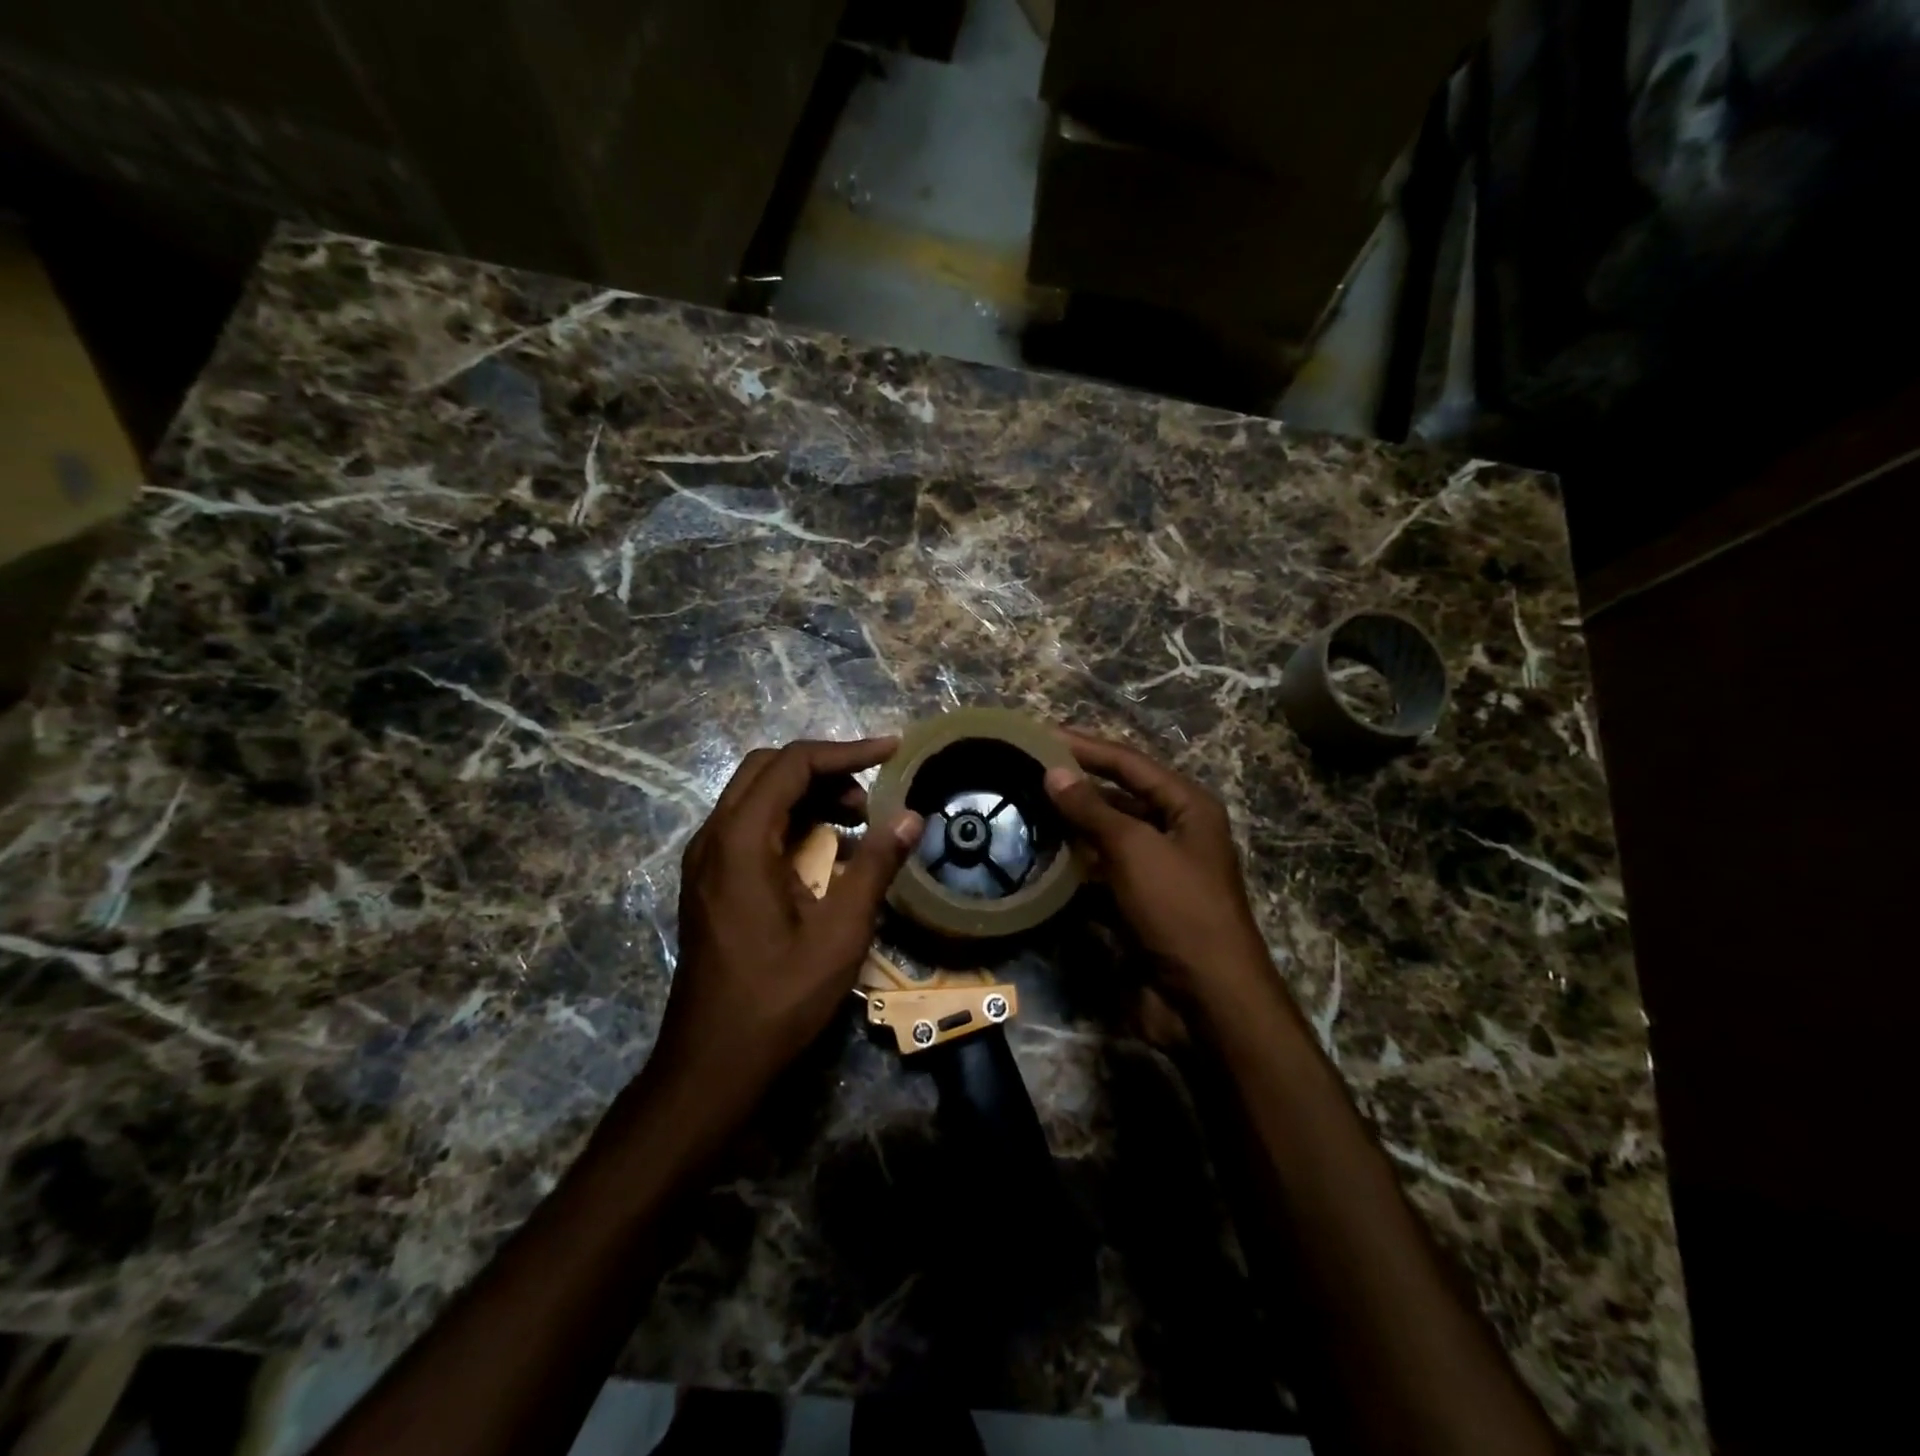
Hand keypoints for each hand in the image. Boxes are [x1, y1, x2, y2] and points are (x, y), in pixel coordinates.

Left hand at [657, 739, 923, 1098]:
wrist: (713, 1062)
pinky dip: (791, 822)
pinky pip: (750, 827)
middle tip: (870, 797)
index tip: (893, 751)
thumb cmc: (779, 998)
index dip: (847, 751)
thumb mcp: (840, 932)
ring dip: (807, 795)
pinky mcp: (709, 882)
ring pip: (756, 796)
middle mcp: (713, 837)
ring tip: (856, 824)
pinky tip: (826, 853)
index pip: (794, 764)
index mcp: (740, 839)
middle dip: (825, 770)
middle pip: (768, 769)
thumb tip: (911, 816)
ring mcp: (705, 860)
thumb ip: (876, 866)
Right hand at [1044, 729, 1273, 1008]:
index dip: (1086, 746)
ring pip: (1108, 836)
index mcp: (1187, 807)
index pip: (1129, 763)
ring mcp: (1158, 871)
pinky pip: (1102, 873)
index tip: (1041, 734)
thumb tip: (1055, 771)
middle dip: (1076, 784)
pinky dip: (1075, 866)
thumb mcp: (1135, 849)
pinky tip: (1042, 859)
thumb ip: (1092, 808)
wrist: (1207, 999)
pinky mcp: (1140, 904)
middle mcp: (1175, 832)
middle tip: (1026, 770)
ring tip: (1025, 809)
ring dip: (1072, 825)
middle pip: (1119, 796)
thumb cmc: (1179, 909)